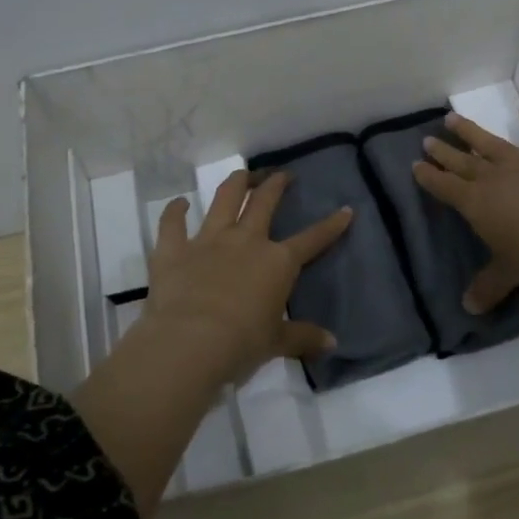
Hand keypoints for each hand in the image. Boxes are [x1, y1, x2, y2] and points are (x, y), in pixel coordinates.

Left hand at [135, 168, 352, 386]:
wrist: (190, 342)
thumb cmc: (242, 343)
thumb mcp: (277, 343)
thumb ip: (304, 338)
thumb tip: (332, 343)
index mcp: (277, 262)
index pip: (312, 240)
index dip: (331, 226)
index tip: (345, 210)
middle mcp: (245, 241)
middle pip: (264, 203)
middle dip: (275, 185)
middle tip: (282, 175)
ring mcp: (208, 240)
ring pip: (224, 200)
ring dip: (235, 184)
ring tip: (242, 175)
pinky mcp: (174, 249)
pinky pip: (172, 222)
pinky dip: (175, 210)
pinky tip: (179, 203)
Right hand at [412, 108, 518, 312]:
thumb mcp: (513, 274)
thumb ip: (490, 287)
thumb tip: (468, 308)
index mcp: (479, 204)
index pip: (447, 189)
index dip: (430, 178)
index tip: (416, 164)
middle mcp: (498, 178)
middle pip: (465, 163)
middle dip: (445, 152)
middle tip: (427, 139)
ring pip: (495, 145)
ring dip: (473, 133)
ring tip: (453, 117)